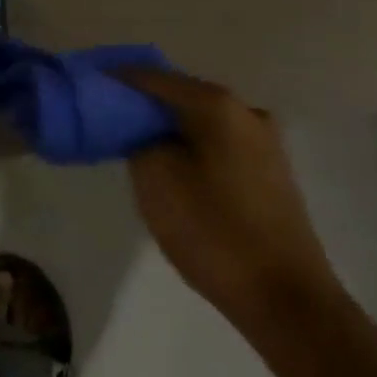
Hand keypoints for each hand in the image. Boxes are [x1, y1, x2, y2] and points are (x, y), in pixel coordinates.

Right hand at [120, 68, 339, 333]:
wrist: (286, 299)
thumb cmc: (214, 231)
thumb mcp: (155, 180)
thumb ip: (139, 140)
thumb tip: (143, 131)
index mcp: (218, 105)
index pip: (155, 77)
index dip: (119, 80)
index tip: (90, 86)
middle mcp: (247, 112)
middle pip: (182, 97)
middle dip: (145, 106)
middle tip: (109, 119)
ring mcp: (266, 143)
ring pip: (202, 123)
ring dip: (170, 130)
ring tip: (137, 146)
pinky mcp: (272, 173)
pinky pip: (220, 146)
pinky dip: (192, 149)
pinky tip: (174, 170)